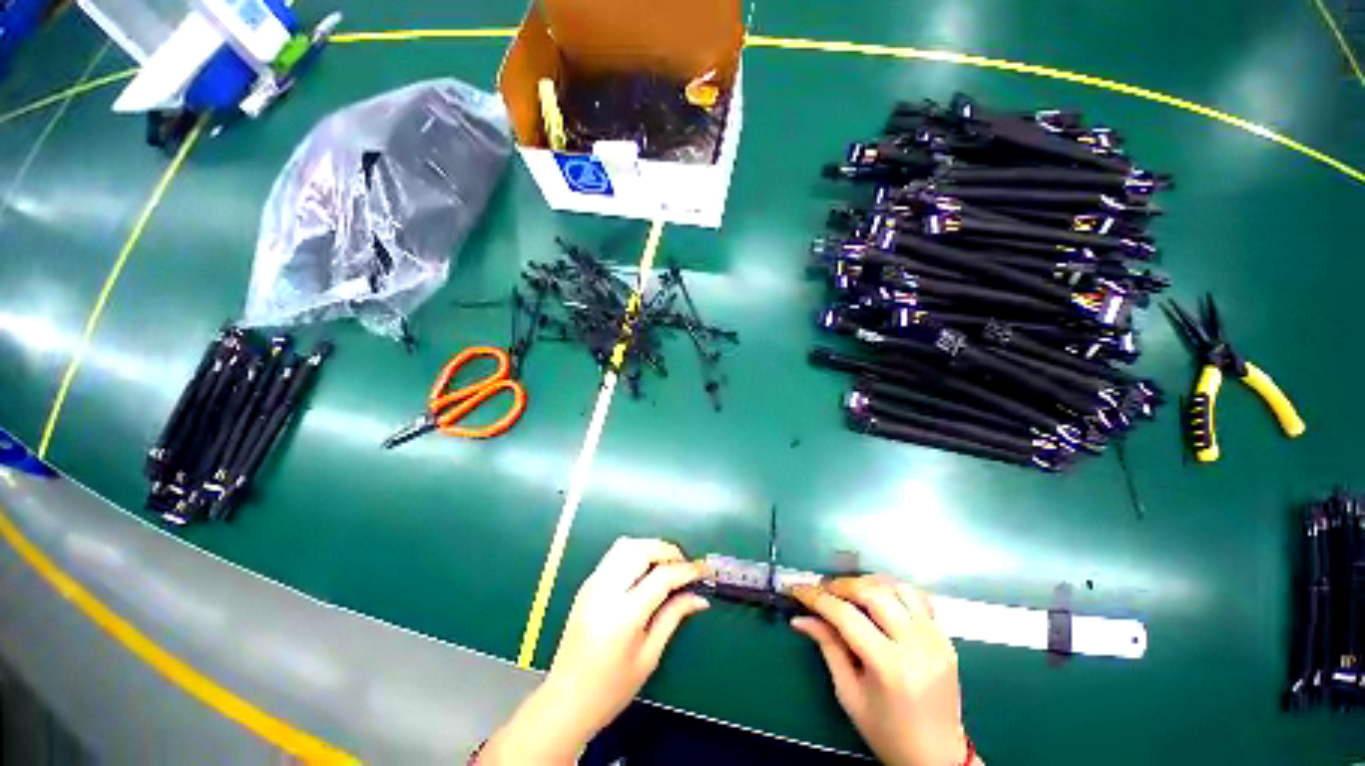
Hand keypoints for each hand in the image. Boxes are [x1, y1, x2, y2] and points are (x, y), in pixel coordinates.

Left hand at [480, 538, 708, 763]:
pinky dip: (635, 551)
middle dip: (669, 550)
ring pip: (626, 545)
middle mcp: (605, 591)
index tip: (705, 571)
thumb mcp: (649, 657)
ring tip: (668, 563)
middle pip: (642, 549)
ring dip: (651, 546)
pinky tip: (646, 568)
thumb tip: (699, 597)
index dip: (688, 570)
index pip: (662, 576)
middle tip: (686, 565)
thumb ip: (673, 617)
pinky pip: (614, 554)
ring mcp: (592, 584)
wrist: (565, 701)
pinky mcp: (587, 584)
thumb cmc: (611, 689)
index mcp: (623, 615)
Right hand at [791, 577, 973, 765]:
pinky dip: (894, 590)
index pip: (846, 616)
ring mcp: (935, 639)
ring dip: (868, 582)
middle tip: (823, 589)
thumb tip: (801, 618)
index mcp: (889, 667)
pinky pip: (918, 598)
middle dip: (841, 585)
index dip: (817, 598)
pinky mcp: (945, 638)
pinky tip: (879, 597)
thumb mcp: (849, 694)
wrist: (938, 756)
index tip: (798, 589)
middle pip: (873, 593)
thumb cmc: (887, 731)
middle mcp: (916, 646)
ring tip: (849, 591)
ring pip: (897, 588)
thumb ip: (828, 647)